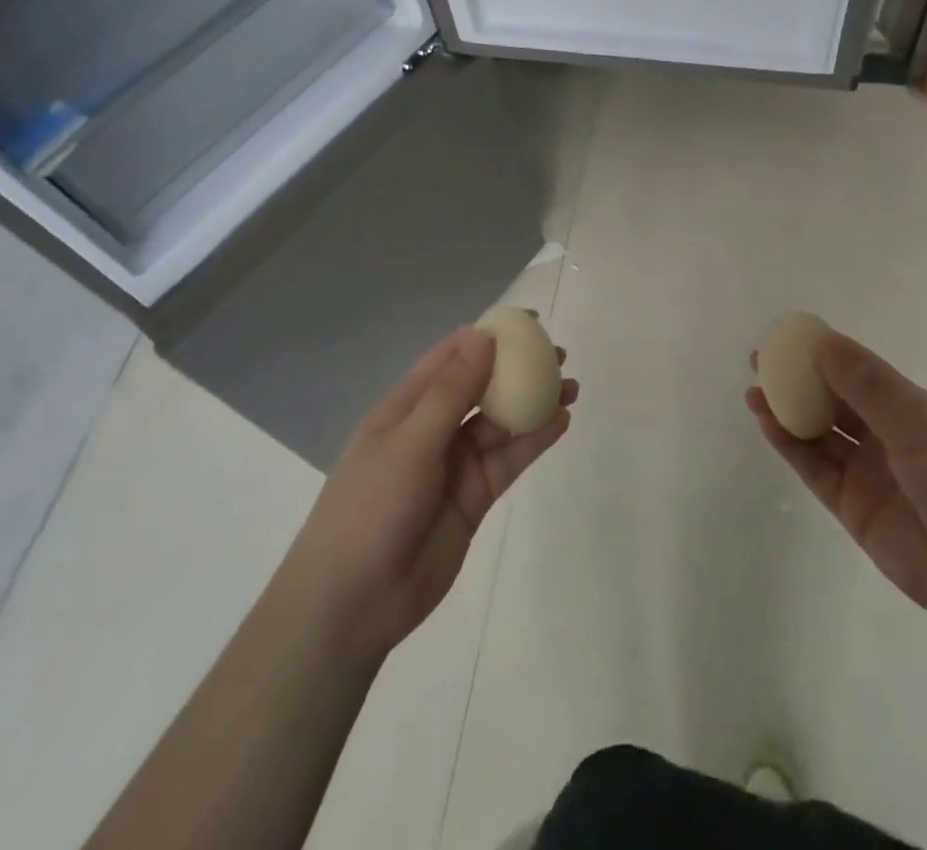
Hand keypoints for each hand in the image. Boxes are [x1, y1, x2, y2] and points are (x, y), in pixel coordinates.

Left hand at [281, 325, 576, 661]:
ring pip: (501, 423)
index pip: (451, 357)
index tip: (528, 322)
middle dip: (518, 369)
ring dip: (534, 404)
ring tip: (572, 388)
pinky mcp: (475, 497)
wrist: (354, 603)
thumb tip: (484, 336)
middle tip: (560, 356)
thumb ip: (451, 392)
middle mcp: (433, 428)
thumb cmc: (371, 508)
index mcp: (406, 406)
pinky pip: (508, 459)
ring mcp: (455, 464)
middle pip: (482, 387)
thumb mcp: (410, 443)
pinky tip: (561, 422)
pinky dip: (534, 440)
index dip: (488, 336)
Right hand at [746, 329, 926, 639]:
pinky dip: (789, 446)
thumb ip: (867, 386)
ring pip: (818, 433)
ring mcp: (867, 473)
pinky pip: (814, 469)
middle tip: (758, 361)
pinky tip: (767, 424)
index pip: (857, 371)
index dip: (821, 352)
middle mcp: (885, 436)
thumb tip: (820, 341)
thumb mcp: (920, 427)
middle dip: (796, 380)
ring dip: (786, 411)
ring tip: (753, 391)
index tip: (785, 336)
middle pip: (832, 400)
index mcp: (909, 410)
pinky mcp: (852, 508)